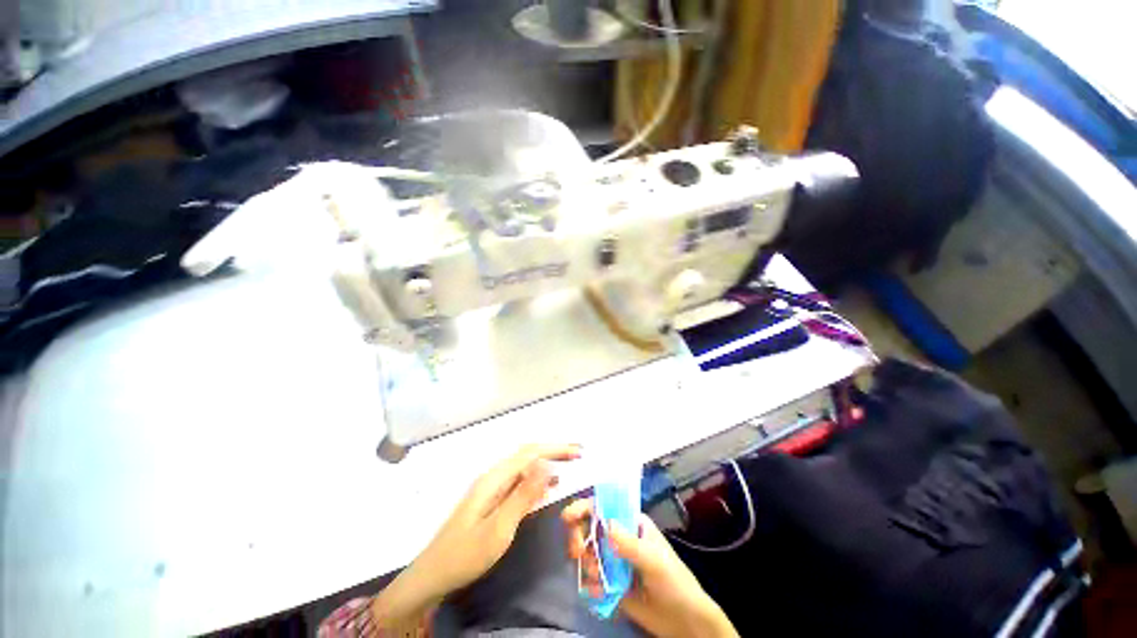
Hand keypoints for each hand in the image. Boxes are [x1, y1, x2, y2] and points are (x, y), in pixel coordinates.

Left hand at [371, 444, 580, 628]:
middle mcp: (493, 476)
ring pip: (524, 467)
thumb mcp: (499, 528)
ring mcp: (491, 488)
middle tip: (578, 454)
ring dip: (546, 462)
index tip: (578, 452)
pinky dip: (536, 479)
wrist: (432, 576)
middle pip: (528, 455)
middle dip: (554, 451)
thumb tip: (546, 464)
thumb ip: (523, 495)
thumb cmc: (465, 554)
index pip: (530, 453)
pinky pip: (519, 482)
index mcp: (494, 478)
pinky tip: (547, 486)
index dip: (555, 448)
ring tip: (569, 465)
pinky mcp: (491, 500)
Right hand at [563, 502, 738, 637]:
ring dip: (586, 564)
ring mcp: (613, 560)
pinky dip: (589, 585)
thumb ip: (630, 544)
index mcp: (631, 522)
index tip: (568, 518)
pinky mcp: (610, 583)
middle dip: (579, 537)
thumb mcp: (654, 560)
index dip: (584, 507)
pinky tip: (598, 594)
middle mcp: (619, 537)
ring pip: (587, 552)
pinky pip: (590, 578)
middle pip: (589, 526)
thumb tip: (605, 524)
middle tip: (577, 553)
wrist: (683, 623)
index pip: (604, 506)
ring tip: (598, 580)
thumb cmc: (674, 582)